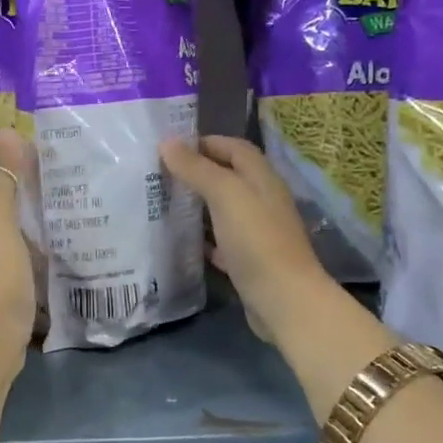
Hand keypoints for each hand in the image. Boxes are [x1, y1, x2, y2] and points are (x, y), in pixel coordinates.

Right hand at [159, 135, 332, 346]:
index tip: (170, 148)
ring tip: (162, 203)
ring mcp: (256, 232)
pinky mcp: (248, 260)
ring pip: (222, 209)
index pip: (235, 148)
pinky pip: (221, 241)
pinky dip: (202, 237)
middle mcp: (262, 201)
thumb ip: (197, 168)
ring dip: (197, 204)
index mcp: (261, 179)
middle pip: (228, 177)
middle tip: (159, 175)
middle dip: (196, 172)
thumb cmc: (256, 240)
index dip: (205, 142)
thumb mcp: (225, 195)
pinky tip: (180, 239)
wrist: (283, 300)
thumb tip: (167, 142)